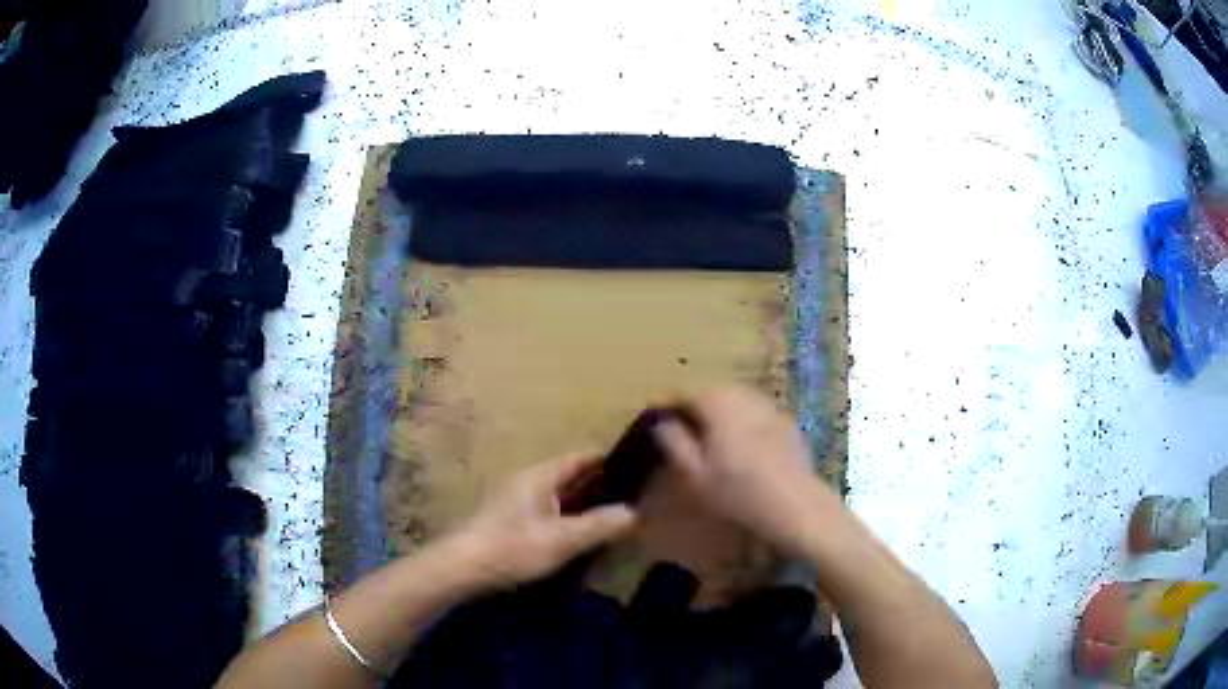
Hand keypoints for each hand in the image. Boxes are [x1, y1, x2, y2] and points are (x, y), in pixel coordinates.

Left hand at [452, 454, 637, 587]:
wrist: (461, 568)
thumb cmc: (512, 548)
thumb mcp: (562, 539)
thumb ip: (600, 525)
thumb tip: (635, 512)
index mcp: (539, 476)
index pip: (579, 458)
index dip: (607, 461)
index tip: (636, 469)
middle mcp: (526, 482)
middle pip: (569, 477)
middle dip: (598, 485)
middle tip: (631, 497)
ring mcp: (514, 502)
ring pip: (557, 496)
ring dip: (582, 503)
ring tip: (611, 518)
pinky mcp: (507, 522)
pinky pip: (546, 512)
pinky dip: (566, 518)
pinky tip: (578, 536)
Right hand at [653, 386, 834, 556]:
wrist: (793, 504)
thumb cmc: (736, 491)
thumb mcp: (693, 474)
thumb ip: (674, 442)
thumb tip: (662, 423)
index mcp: (718, 404)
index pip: (686, 392)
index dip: (668, 401)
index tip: (655, 412)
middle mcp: (744, 396)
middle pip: (714, 390)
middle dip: (696, 401)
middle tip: (681, 419)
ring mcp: (770, 407)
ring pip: (738, 398)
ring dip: (721, 407)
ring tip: (710, 427)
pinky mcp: (787, 422)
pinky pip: (757, 411)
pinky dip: (744, 418)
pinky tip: (743, 439)